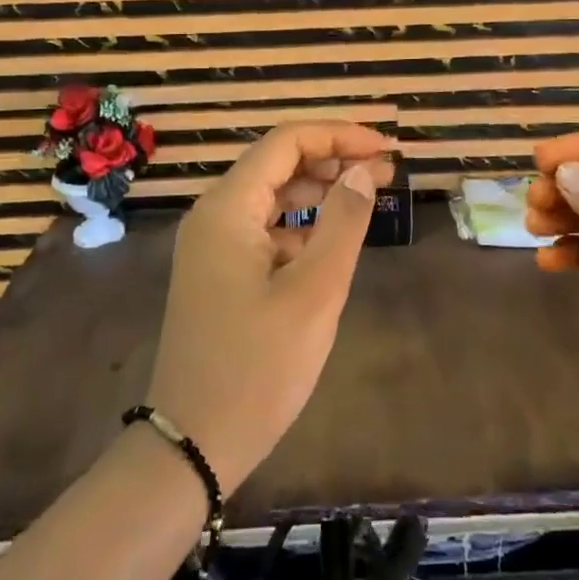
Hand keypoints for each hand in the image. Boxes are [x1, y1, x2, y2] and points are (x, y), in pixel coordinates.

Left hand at [146, 121, 394, 490]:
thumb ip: (342, 223)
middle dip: (332, 159)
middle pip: (277, 163)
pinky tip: (330, 241)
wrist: (192, 444)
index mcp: (228, 208)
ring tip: (367, 196)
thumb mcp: (314, 292)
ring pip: (271, 195)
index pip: (287, 141)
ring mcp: (212, 245)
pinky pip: (264, 228)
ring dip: (318, 190)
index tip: (386, 149)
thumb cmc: (257, 367)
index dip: (340, 136)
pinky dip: (300, 224)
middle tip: (385, 172)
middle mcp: (213, 215)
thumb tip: (363, 172)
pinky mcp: (219, 272)